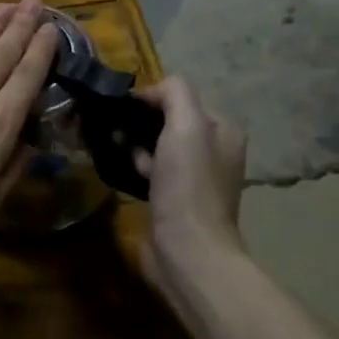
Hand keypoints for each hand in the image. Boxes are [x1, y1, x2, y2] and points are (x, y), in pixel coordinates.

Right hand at [130, 75, 247, 294]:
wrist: (187, 248)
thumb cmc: (188, 184)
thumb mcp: (186, 125)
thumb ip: (174, 94)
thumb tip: (149, 90)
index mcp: (223, 131)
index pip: (180, 98)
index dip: (150, 99)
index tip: (122, 108)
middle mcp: (213, 151)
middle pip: (167, 122)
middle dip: (139, 123)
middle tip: (116, 132)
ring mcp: (194, 178)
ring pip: (155, 146)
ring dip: (133, 146)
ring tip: (115, 151)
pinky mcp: (174, 199)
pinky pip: (150, 170)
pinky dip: (134, 167)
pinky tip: (121, 171)